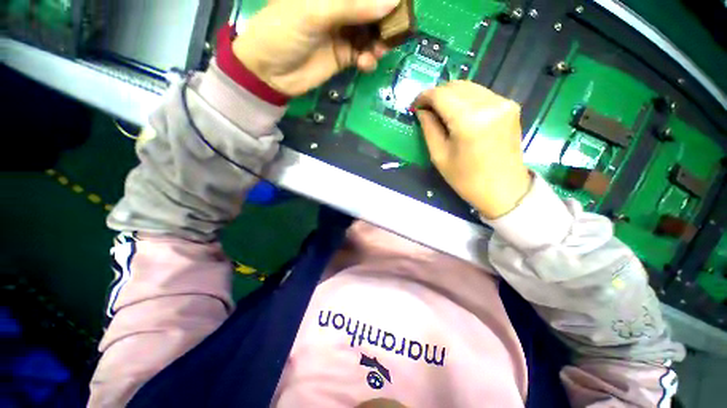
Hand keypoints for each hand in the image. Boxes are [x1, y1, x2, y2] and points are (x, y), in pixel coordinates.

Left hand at [232, 0, 398, 96]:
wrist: (271, 72)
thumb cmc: (284, 32)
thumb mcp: (316, 13)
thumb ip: (353, 7)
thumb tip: (391, 2)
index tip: (399, 4)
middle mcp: (339, 9)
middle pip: (370, 11)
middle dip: (384, 20)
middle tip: (395, 30)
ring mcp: (342, 33)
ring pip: (370, 34)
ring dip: (379, 42)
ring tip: (379, 51)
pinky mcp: (343, 57)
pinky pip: (363, 55)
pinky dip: (368, 60)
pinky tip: (366, 64)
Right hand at [414, 81, 531, 218]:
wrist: (503, 189)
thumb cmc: (466, 179)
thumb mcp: (439, 156)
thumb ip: (429, 128)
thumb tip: (422, 111)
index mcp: (469, 120)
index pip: (441, 94)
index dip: (424, 96)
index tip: (415, 105)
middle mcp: (489, 104)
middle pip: (456, 86)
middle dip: (437, 95)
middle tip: (426, 110)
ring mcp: (503, 102)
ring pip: (469, 87)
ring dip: (451, 95)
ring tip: (441, 112)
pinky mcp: (510, 106)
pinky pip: (481, 94)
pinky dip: (466, 99)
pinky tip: (460, 114)